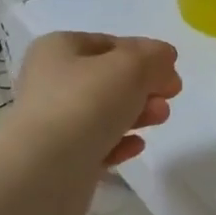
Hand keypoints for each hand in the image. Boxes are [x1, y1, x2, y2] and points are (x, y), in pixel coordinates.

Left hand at [12, 32, 181, 171]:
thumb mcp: (131, 66)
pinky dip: (119, 142)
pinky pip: (97, 144)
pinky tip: (136, 146)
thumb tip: (164, 58)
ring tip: (160, 118)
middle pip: (109, 79)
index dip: (144, 54)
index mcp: (59, 49)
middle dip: (144, 86)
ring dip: (137, 113)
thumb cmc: (86, 103)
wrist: (44, 170)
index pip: (109, 44)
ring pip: (105, 112)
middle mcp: (51, 81)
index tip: (171, 70)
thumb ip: (154, 57)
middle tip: (171, 95)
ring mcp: (54, 122)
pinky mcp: (61, 158)